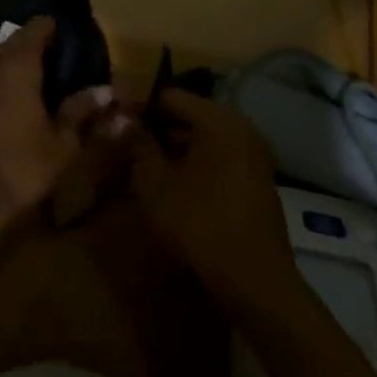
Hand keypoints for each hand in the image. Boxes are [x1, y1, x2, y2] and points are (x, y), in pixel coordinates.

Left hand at [0, 17, 113, 221]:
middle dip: (38, 47)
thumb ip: (82, 109)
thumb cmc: (23, 166)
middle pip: (16, 41)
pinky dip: (0, 82)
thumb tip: (107, 91)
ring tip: (41, 83)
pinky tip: (13, 103)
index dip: (56, 30)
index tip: (72, 41)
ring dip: (17, 65)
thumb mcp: (63, 141)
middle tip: (62, 64)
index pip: (38, 27)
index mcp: (19, 65)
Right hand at [129, 90, 298, 305]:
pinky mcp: (258, 182)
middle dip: (158, 130)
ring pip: (205, 140)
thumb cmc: (198, 222)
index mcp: (218, 120)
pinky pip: (220, 160)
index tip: (117, 125)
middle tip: (128, 148)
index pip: (170, 96)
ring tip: (146, 169)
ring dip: (176, 150)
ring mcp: (254, 157)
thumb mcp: (153, 181)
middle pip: (190, 116)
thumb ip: (137, 144)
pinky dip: (196, 166)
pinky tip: (175, 188)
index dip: (140, 108)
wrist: (254, 280)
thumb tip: (125, 122)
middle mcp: (242, 129)